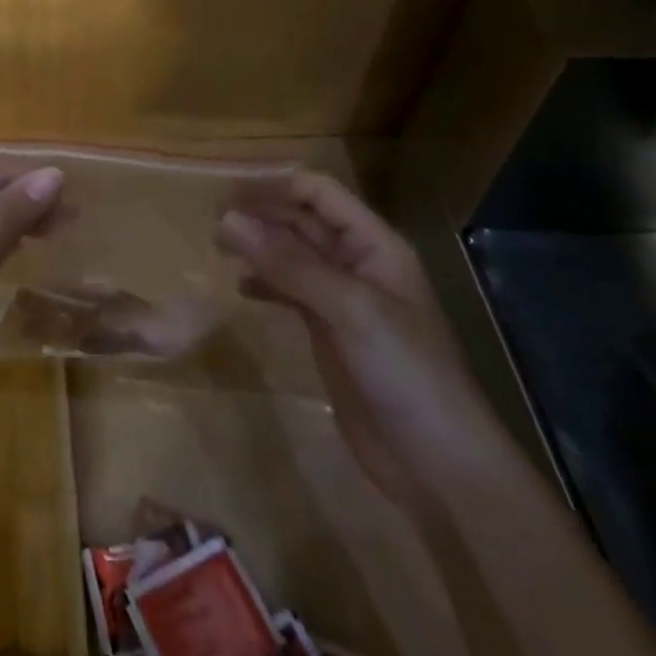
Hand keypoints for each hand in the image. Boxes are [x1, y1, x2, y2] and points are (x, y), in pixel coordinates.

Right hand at [215, 171, 506, 516]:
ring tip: (219, 246)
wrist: (442, 469)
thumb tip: (228, 219)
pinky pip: (290, 291)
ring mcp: (343, 300)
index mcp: (374, 245)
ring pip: (292, 254)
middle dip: (260, 213)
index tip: (227, 194)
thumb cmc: (408, 374)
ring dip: (258, 245)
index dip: (275, 186)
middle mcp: (357, 264)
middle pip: (302, 220)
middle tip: (213, 221)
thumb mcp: (350, 310)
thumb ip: (289, 264)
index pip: (319, 193)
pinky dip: (264, 283)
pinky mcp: (330, 333)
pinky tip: (241, 288)